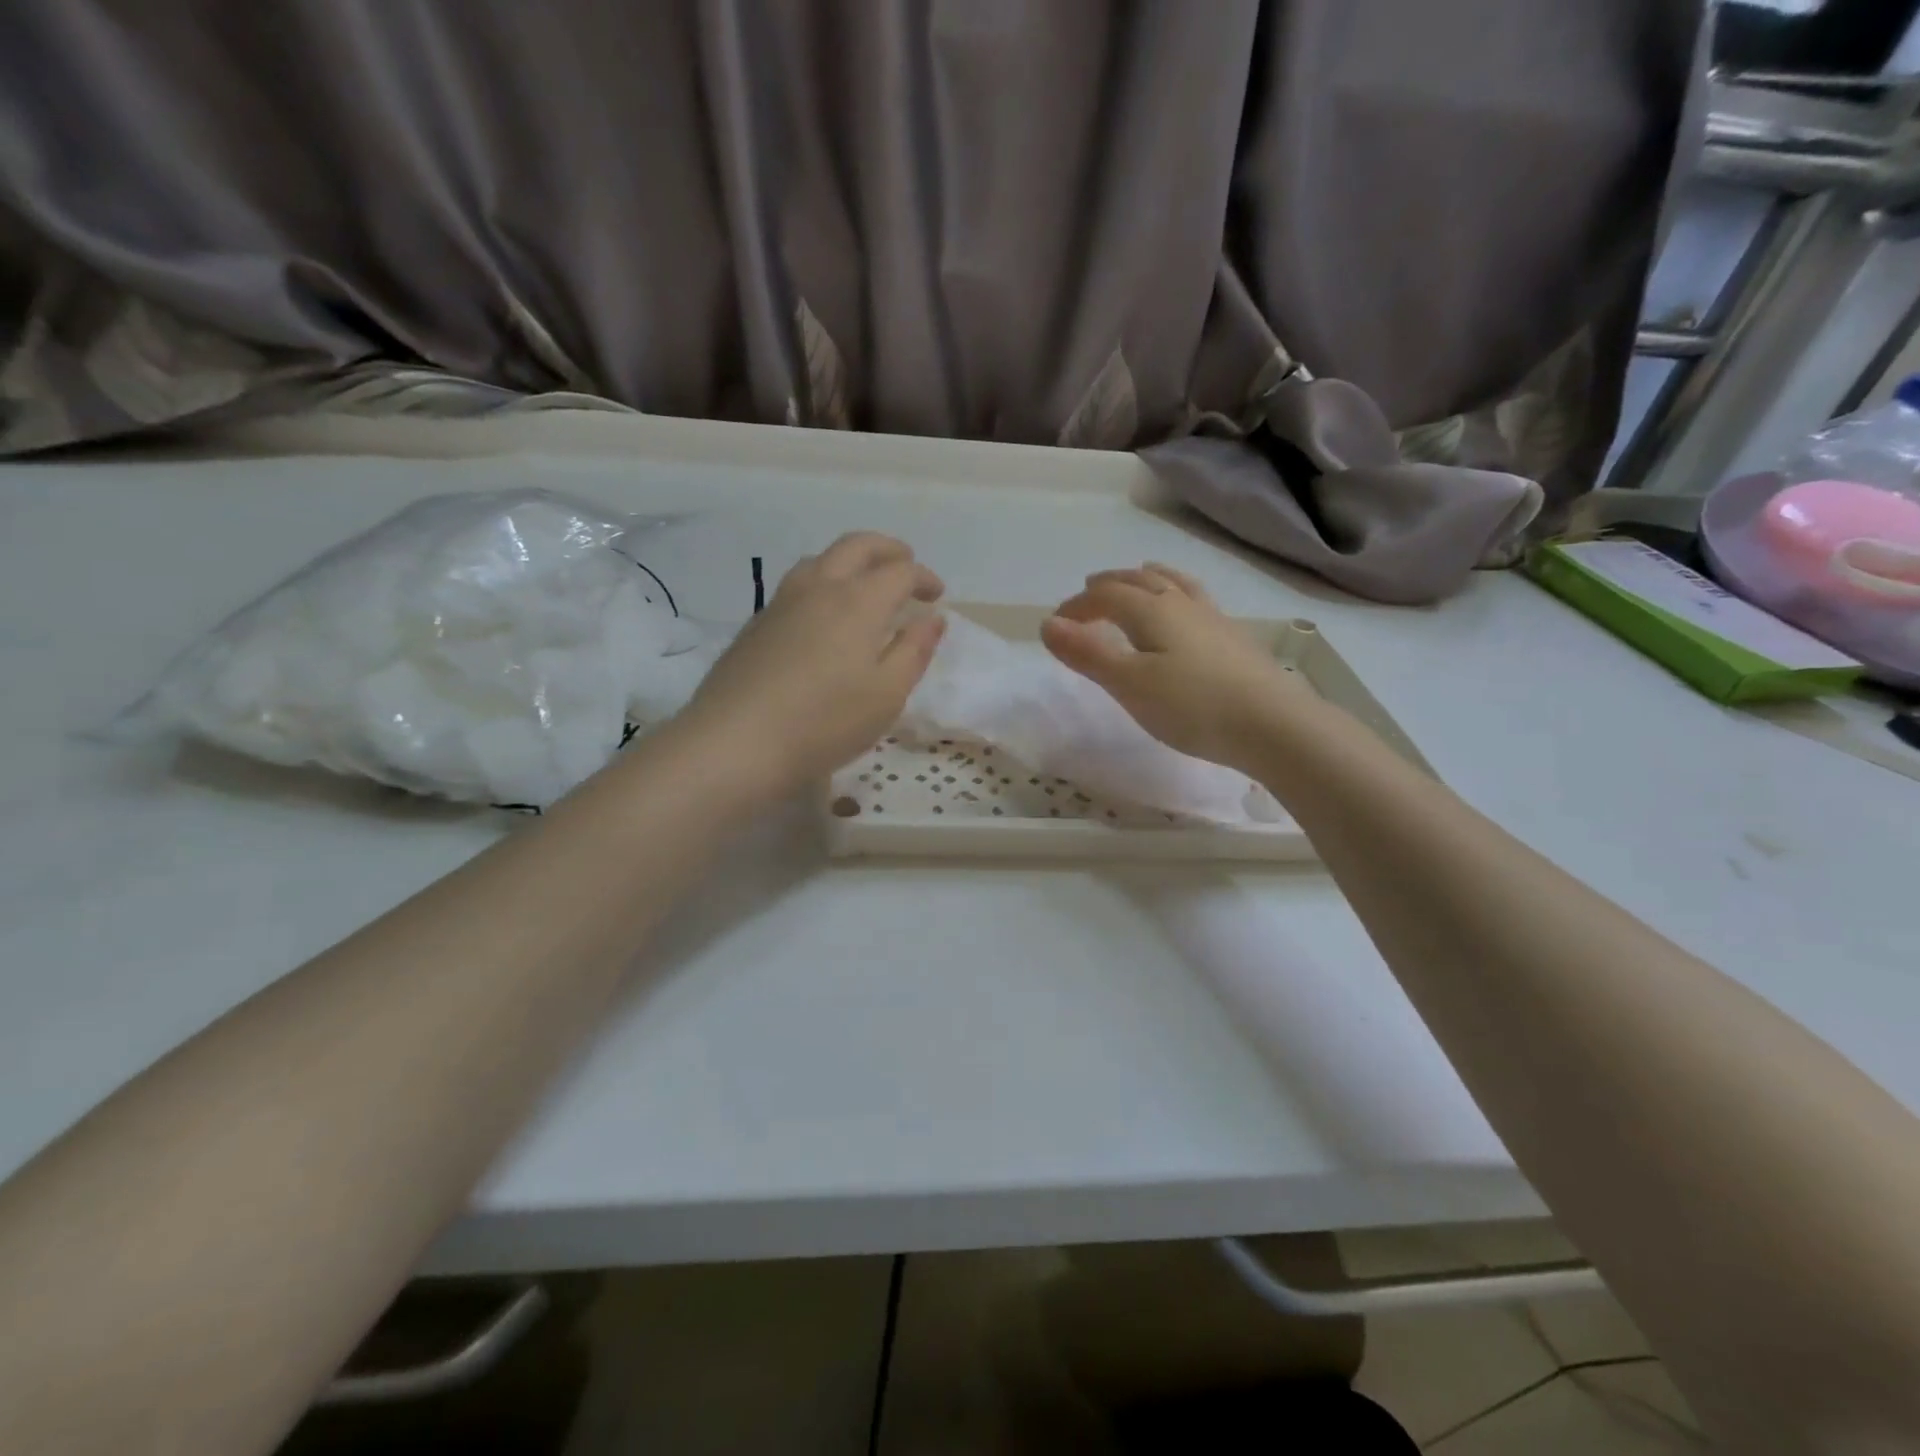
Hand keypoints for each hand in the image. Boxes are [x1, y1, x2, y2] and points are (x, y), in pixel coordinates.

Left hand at [681, 533, 945, 789]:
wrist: (736, 742)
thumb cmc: (825, 723)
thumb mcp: (887, 695)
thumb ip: (913, 651)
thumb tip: (932, 618)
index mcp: (858, 602)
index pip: (899, 571)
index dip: (923, 577)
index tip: (936, 596)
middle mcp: (818, 588)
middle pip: (856, 546)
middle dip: (887, 549)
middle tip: (906, 565)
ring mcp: (781, 603)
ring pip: (819, 561)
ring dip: (850, 563)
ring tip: (863, 587)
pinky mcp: (756, 625)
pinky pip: (796, 587)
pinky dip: (822, 586)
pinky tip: (823, 619)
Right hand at [1041, 563, 1299, 768]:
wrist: (1273, 725)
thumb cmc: (1192, 706)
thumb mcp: (1128, 683)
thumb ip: (1087, 653)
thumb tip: (1047, 624)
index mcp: (1151, 610)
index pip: (1105, 595)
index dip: (1077, 605)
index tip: (1056, 624)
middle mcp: (1181, 603)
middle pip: (1139, 580)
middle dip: (1108, 584)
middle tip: (1089, 592)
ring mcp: (1212, 618)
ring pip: (1173, 583)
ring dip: (1146, 578)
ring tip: (1138, 578)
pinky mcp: (1233, 637)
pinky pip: (1195, 599)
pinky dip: (1175, 593)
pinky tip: (1185, 611)